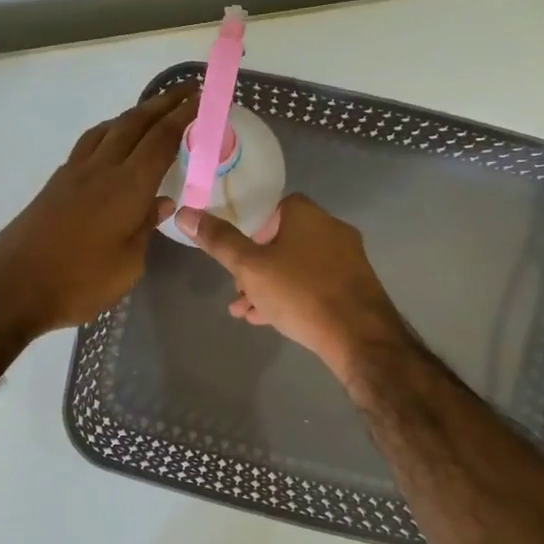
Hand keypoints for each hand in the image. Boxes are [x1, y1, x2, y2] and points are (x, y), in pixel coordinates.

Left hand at [0, 86, 196, 336]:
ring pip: (108, 129)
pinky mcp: (55, 184)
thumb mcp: (128, 265)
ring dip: (133, 114)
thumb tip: (161, 203)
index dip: (183, 116)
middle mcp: (101, 169)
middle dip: (163, 104)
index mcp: (127, 186)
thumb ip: (145, 228)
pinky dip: (108, 132)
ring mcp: (74, 173)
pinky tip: (111, 143)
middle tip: (185, 90)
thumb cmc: (79, 282)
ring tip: (151, 112)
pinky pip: (88, 144)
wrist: (12, 287)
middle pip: (134, 123)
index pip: (161, 140)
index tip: (201, 98)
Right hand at [177, 194, 407, 382]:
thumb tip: (185, 213)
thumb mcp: (250, 267)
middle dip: (255, 264)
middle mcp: (331, 229)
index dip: (250, 228)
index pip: (273, 208)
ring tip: (244, 310)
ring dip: (269, 284)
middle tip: (238, 287)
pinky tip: (270, 320)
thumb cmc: (300, 293)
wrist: (359, 336)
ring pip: (297, 266)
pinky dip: (292, 296)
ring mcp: (346, 259)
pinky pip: (314, 284)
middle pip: (283, 239)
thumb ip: (219, 241)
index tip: (235, 252)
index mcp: (307, 214)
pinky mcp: (355, 287)